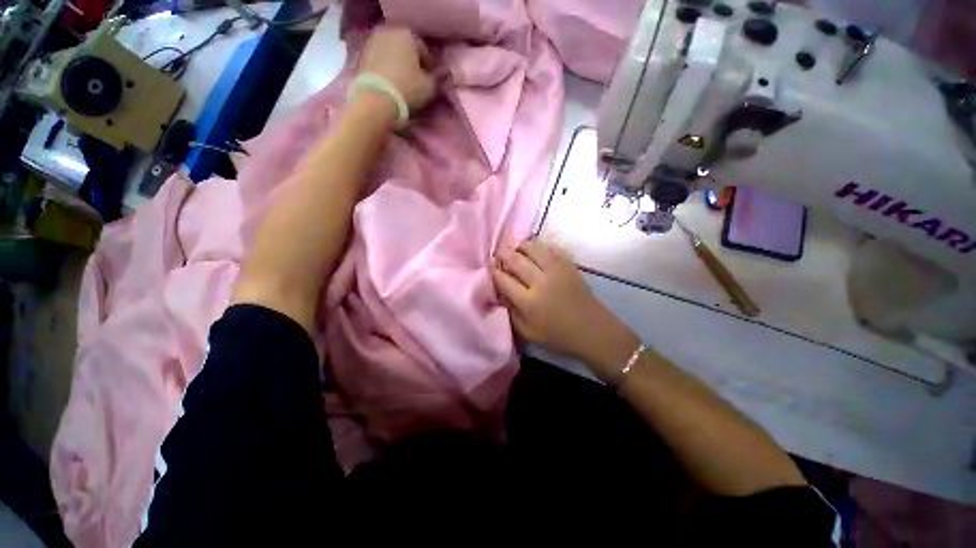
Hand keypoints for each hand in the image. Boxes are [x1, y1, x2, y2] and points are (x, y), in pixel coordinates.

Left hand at [358, 26, 436, 111]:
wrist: (376, 99)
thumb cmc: (407, 88)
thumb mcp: (430, 87)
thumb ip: (436, 79)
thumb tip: (438, 76)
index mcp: (407, 33)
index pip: (424, 49)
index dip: (429, 66)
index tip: (430, 80)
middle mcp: (389, 31)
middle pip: (405, 48)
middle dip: (411, 62)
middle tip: (417, 80)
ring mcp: (372, 41)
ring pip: (392, 53)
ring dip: (398, 65)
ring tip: (403, 83)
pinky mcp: (362, 56)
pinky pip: (380, 61)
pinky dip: (386, 69)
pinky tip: (391, 83)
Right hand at [492, 240, 640, 373]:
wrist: (593, 331)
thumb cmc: (558, 336)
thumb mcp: (528, 333)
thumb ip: (512, 313)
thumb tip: (501, 294)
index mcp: (529, 302)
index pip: (504, 281)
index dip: (494, 272)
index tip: (491, 269)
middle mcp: (541, 282)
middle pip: (516, 261)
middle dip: (504, 254)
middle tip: (499, 252)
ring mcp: (557, 271)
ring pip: (534, 249)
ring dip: (521, 246)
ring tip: (517, 248)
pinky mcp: (569, 266)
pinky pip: (552, 249)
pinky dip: (541, 246)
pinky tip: (536, 249)